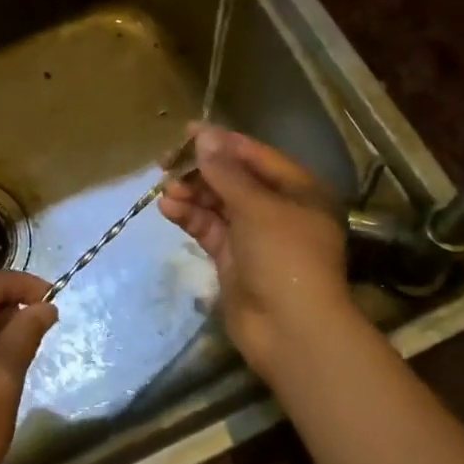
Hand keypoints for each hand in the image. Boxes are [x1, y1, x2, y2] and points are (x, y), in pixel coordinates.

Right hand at [159, 124, 355, 379]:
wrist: (292, 331)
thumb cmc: (284, 256)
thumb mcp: (256, 207)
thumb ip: (225, 171)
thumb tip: (202, 134)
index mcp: (298, 190)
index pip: (255, 156)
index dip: (222, 142)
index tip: (187, 132)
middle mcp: (278, 208)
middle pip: (234, 178)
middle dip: (201, 170)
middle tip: (167, 163)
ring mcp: (255, 236)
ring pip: (218, 203)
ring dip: (192, 193)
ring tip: (165, 189)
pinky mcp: (234, 259)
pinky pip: (209, 228)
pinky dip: (190, 217)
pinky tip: (167, 208)